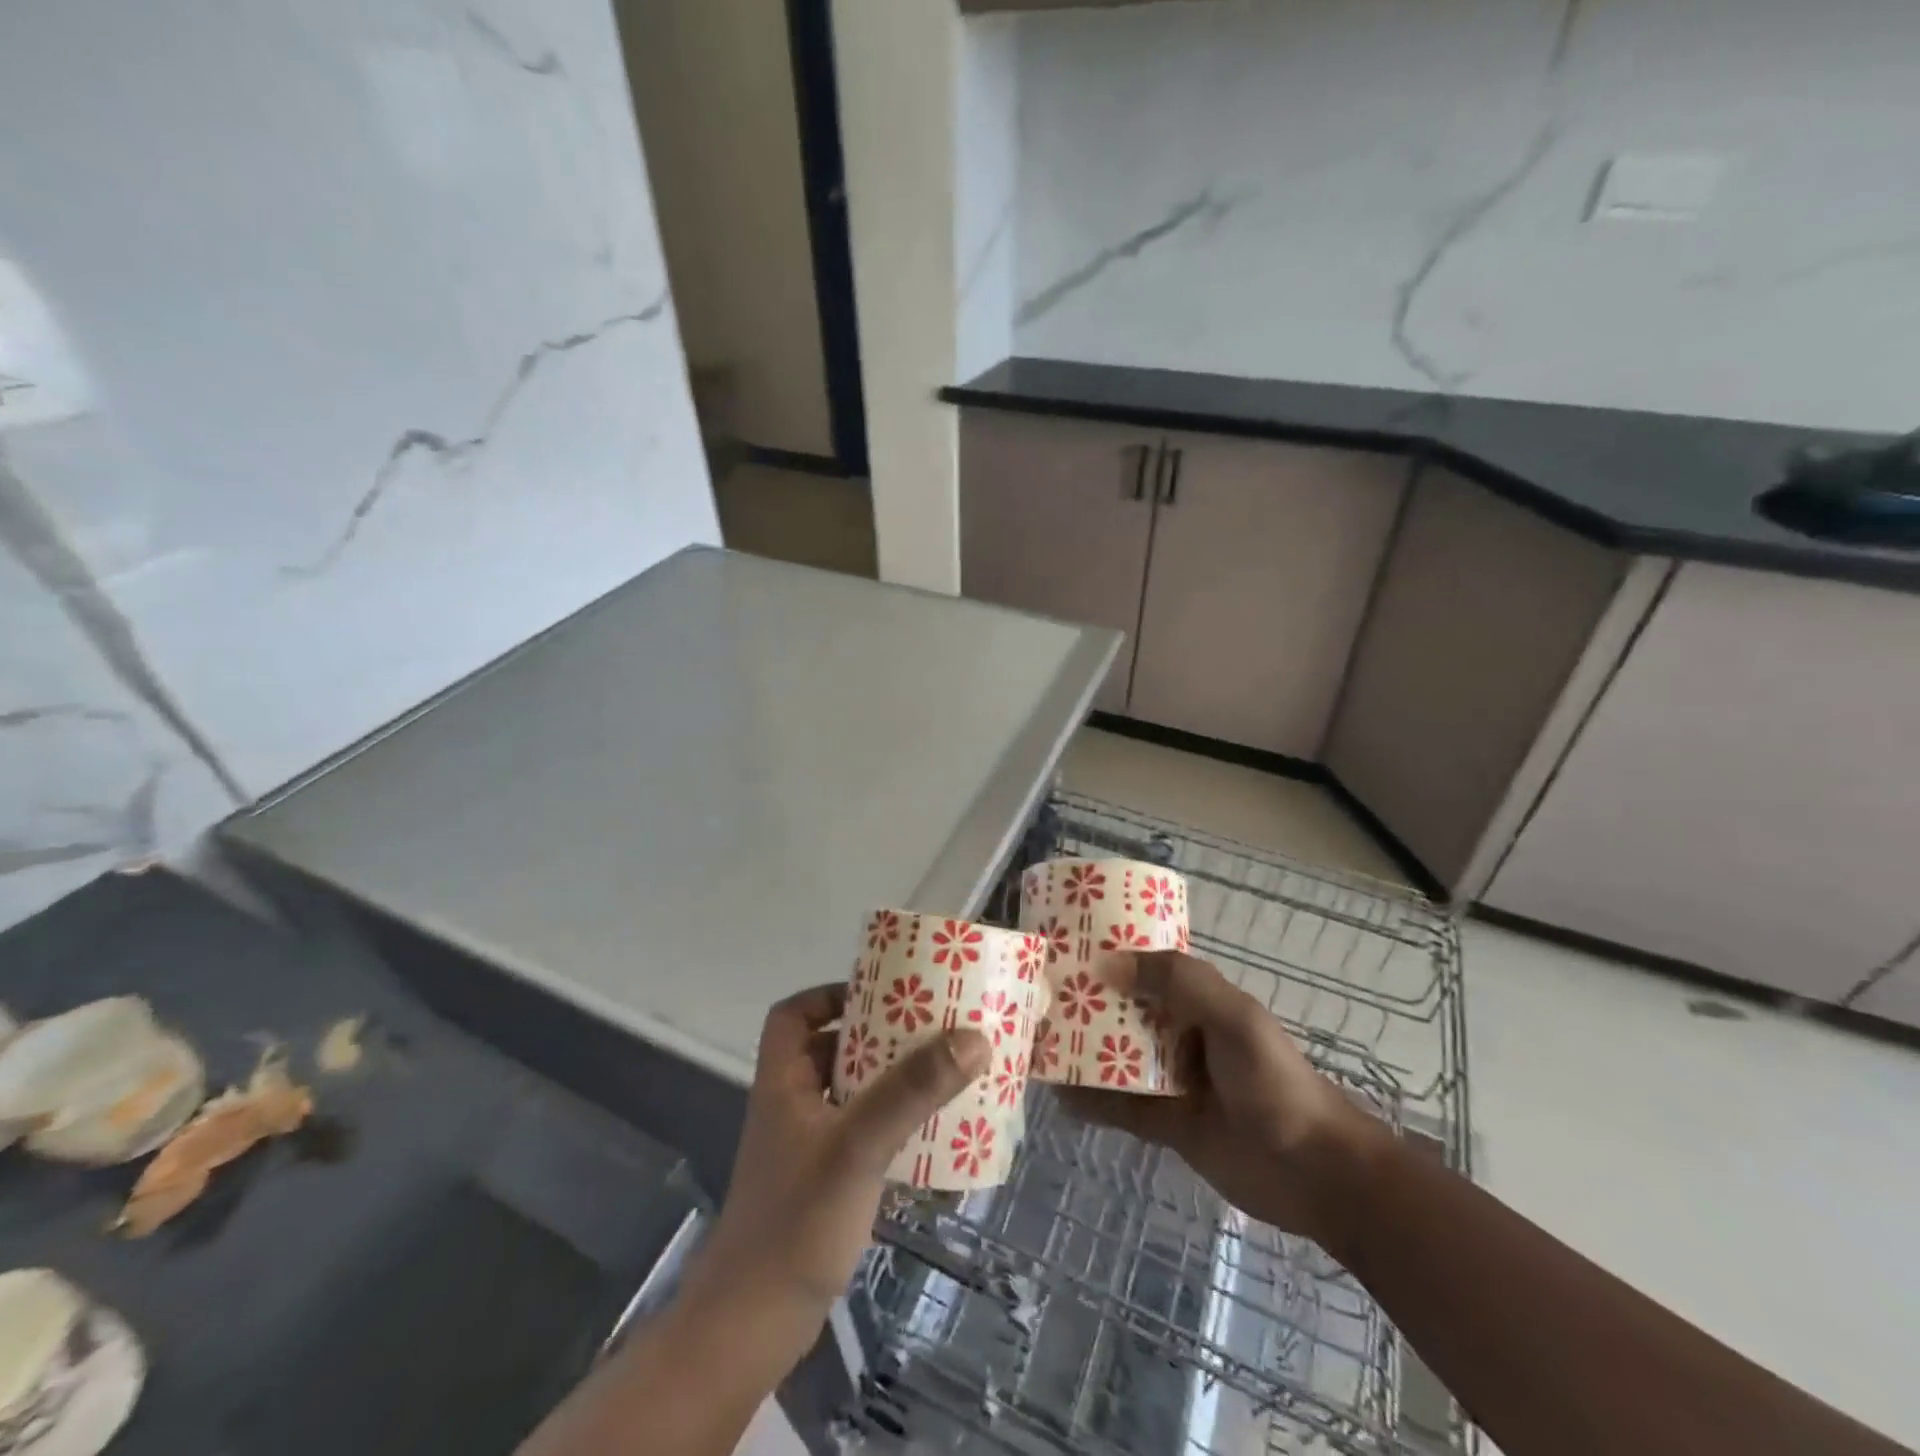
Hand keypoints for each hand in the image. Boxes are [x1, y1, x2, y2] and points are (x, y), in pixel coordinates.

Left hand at [691, 985, 991, 1324]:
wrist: (753, 1328)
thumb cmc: (797, 1221)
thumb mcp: (859, 1145)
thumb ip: (911, 1090)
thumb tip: (972, 1037)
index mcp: (783, 1082)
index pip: (792, 1015)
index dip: (828, 995)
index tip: (878, 994)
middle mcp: (790, 1106)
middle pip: (828, 1049)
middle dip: (875, 1035)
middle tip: (926, 1027)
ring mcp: (805, 1148)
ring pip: (847, 1092)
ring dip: (887, 1079)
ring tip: (937, 1070)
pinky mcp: (822, 1183)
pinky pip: (859, 1132)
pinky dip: (889, 1122)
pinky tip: (928, 1133)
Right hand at [1055, 951, 1388, 1248]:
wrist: (1316, 1171)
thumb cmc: (1275, 1080)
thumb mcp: (1233, 1017)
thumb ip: (1178, 981)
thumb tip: (1106, 964)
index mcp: (1197, 1000)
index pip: (1143, 967)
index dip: (1106, 956)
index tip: (1061, 949)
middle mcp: (1178, 1033)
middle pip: (1122, 1011)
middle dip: (1084, 1004)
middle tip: (1036, 997)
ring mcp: (1170, 1079)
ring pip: (1114, 1057)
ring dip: (1080, 1051)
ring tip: (1036, 1041)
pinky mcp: (1165, 1124)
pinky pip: (1118, 1106)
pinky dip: (1089, 1101)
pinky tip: (1057, 1095)